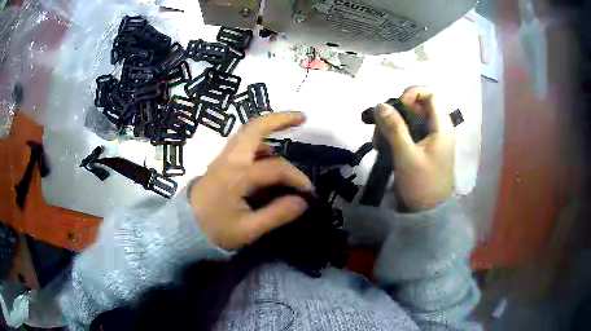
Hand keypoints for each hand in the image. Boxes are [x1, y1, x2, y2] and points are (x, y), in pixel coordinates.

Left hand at [189, 112, 312, 249]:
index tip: (309, 193)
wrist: (184, 229)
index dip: (297, 178)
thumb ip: (277, 214)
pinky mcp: (219, 162)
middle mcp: (229, 160)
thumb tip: (303, 201)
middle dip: (280, 119)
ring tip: (288, 129)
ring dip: (268, 127)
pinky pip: (241, 143)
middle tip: (302, 118)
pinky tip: (268, 152)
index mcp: (237, 176)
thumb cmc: (215, 231)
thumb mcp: (248, 230)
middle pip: (254, 127)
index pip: (276, 169)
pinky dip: (258, 140)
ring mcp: (222, 158)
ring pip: (246, 132)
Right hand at [373, 86, 454, 210]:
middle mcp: (437, 126)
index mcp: (441, 125)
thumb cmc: (422, 184)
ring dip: (390, 125)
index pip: (428, 93)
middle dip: (395, 113)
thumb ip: (394, 128)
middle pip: (415, 104)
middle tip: (380, 130)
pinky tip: (382, 147)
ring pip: (408, 118)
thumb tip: (379, 104)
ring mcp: (430, 136)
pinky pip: (406, 131)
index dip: (410, 94)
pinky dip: (393, 135)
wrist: (428, 212)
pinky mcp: (422, 146)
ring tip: (378, 143)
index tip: (395, 108)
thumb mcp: (406, 156)